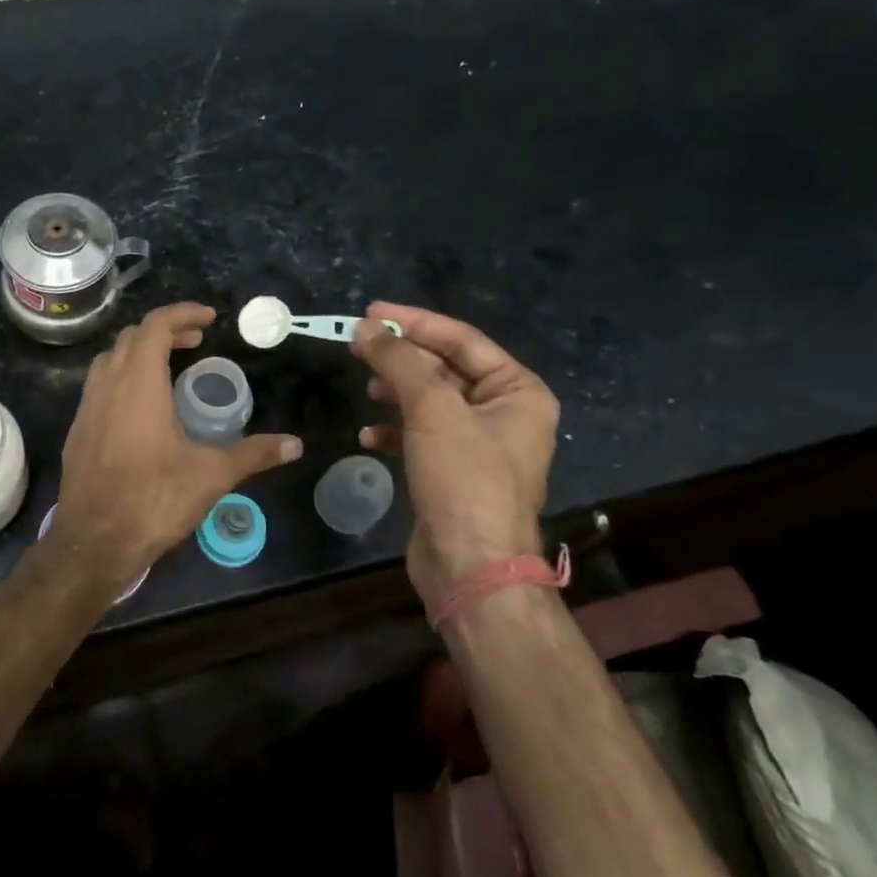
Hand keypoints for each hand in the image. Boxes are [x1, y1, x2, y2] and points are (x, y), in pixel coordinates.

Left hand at [51, 303, 301, 578]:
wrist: (94, 541)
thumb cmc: (154, 499)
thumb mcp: (211, 475)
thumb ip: (253, 454)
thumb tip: (295, 445)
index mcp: (139, 383)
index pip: (156, 325)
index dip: (183, 313)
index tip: (209, 318)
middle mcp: (107, 385)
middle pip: (132, 337)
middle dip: (164, 331)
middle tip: (195, 341)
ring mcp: (86, 408)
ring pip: (110, 360)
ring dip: (139, 353)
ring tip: (169, 368)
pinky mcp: (77, 431)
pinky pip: (99, 387)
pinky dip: (122, 379)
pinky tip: (141, 409)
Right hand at [351, 302, 558, 606]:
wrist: (470, 565)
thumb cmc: (464, 479)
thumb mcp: (432, 410)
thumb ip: (399, 362)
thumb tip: (366, 328)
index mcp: (518, 391)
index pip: (462, 340)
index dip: (414, 322)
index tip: (370, 311)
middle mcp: (504, 413)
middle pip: (445, 368)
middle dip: (401, 358)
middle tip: (358, 346)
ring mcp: (478, 445)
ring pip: (430, 401)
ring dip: (396, 392)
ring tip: (366, 389)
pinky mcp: (453, 471)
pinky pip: (421, 435)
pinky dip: (395, 429)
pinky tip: (370, 435)